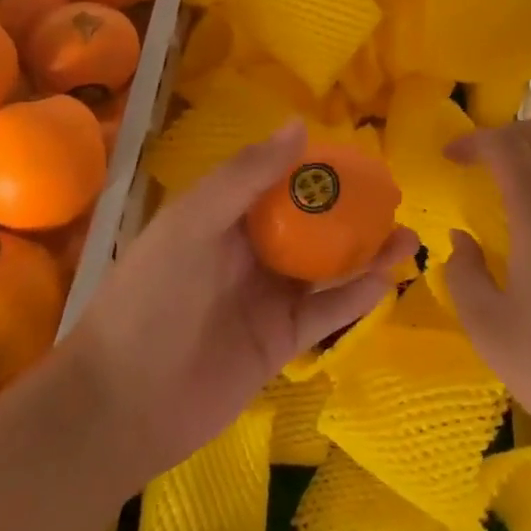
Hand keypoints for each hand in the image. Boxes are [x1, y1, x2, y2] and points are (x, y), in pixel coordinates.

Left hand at [65, 122, 413, 489]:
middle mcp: (251, 252)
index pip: (280, 182)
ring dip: (366, 252)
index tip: (362, 157)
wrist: (122, 404)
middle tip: (397, 198)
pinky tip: (387, 279)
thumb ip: (246, 176)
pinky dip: (356, 296)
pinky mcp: (280, 342)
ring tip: (409, 237)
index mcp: (225, 217)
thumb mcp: (193, 223)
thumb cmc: (152, 297)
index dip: (318, 169)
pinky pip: (326, 313)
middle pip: (311, 224)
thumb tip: (300, 126)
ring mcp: (267, 298)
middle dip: (352, 211)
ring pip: (327, 268)